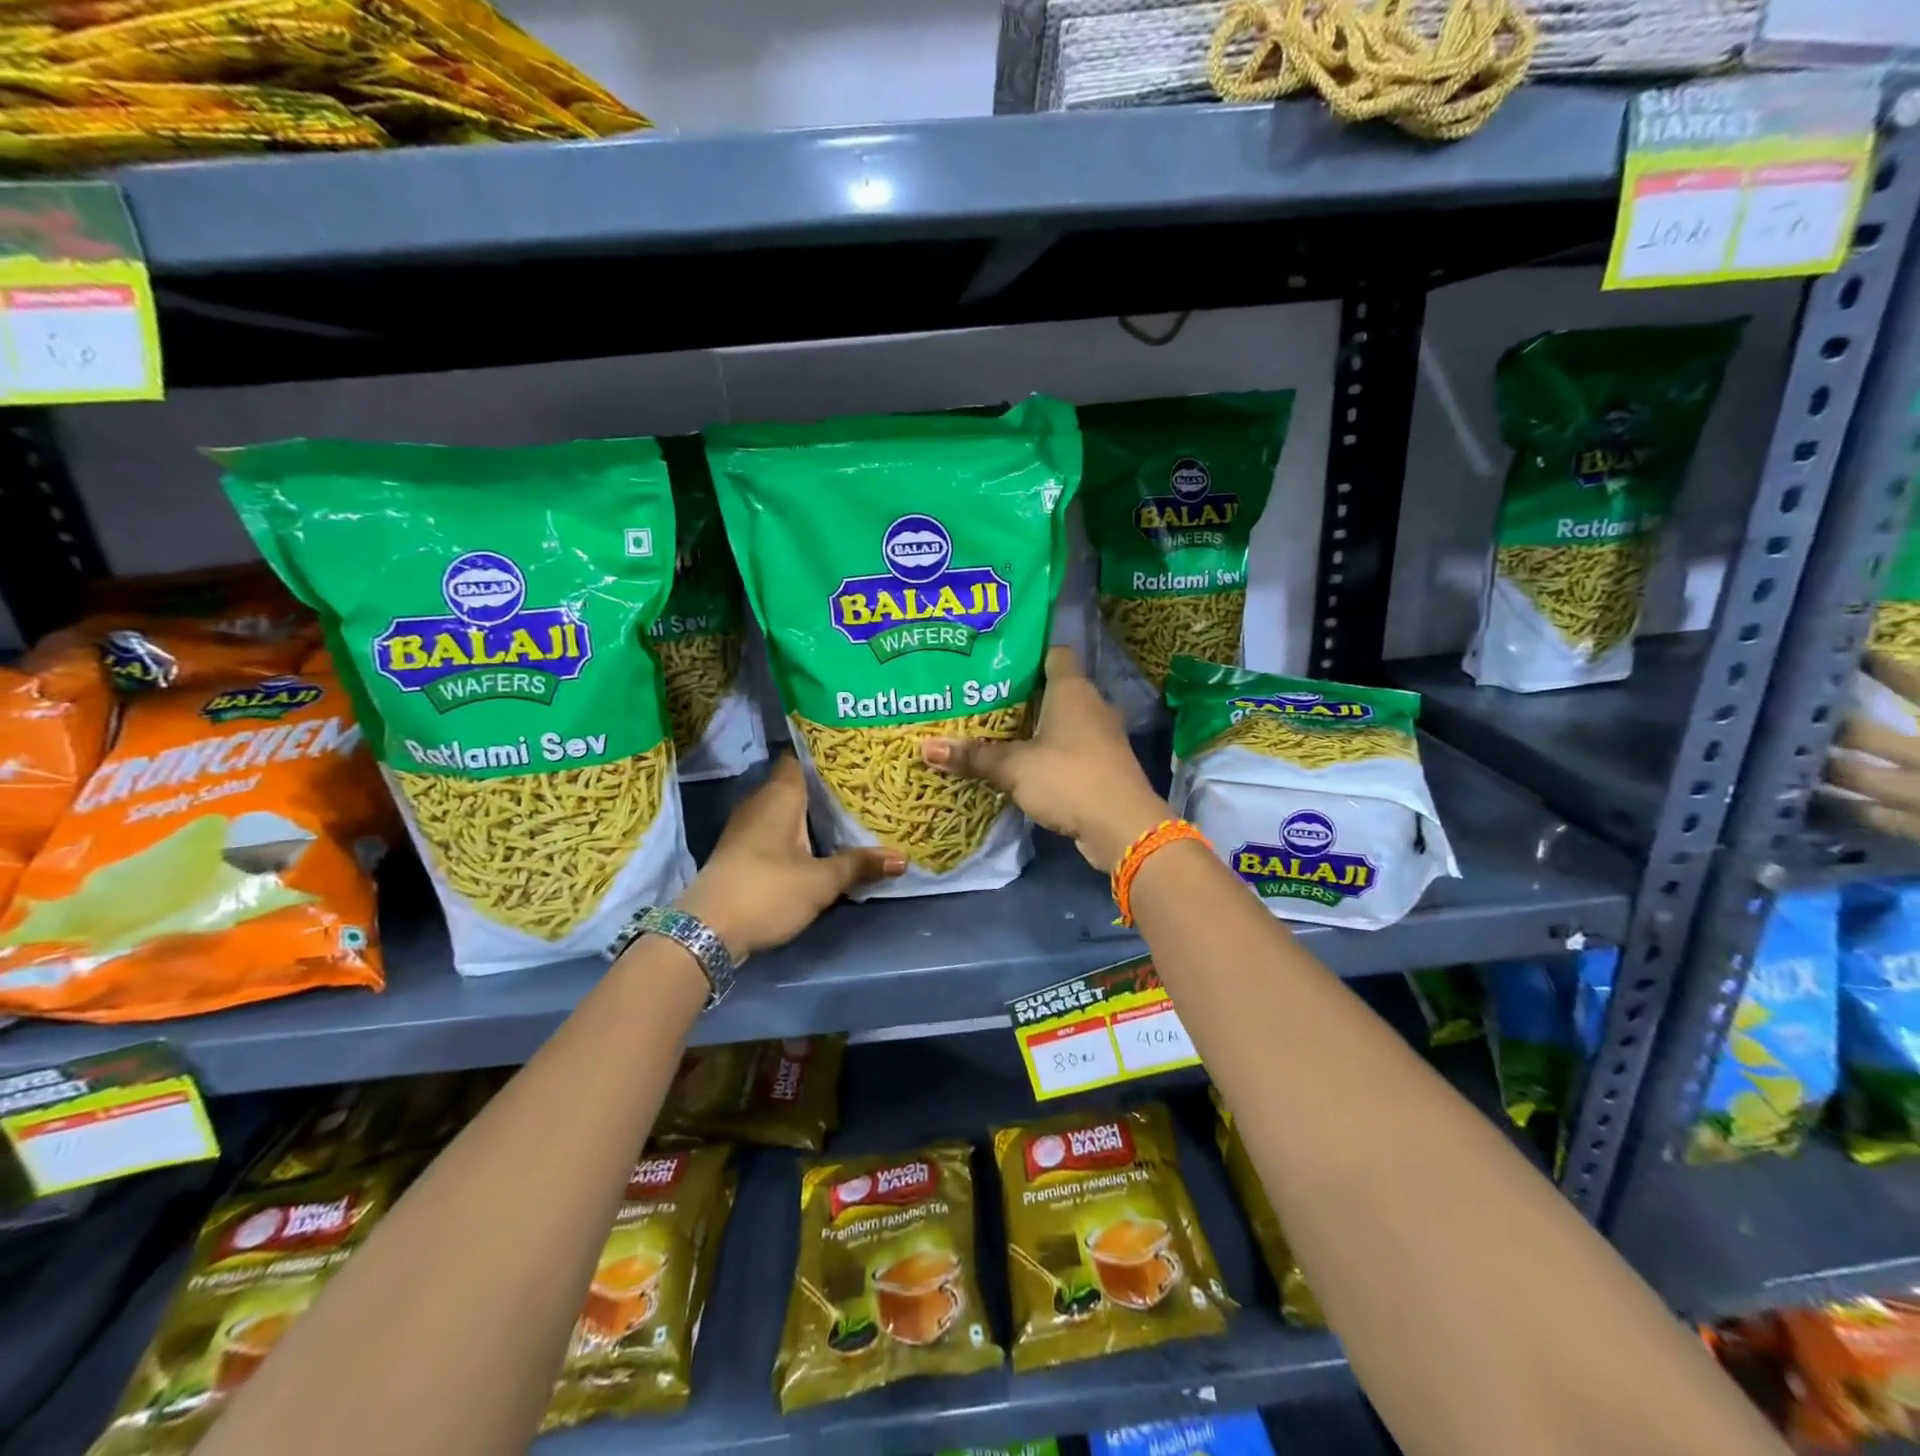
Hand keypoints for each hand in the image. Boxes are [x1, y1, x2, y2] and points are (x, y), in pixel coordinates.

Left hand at [677, 754, 903, 959]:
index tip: (857, 755)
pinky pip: (776, 830)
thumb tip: (902, 858)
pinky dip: (798, 833)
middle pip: (796, 784)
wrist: (705, 932)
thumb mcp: (821, 881)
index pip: (801, 757)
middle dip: (826, 786)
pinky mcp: (741, 852)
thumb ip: (859, 865)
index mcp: (779, 795)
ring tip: (850, 813)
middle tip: (865, 786)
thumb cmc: (767, 891)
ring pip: (786, 809)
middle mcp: (759, 802)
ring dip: (812, 813)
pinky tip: (821, 843)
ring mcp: (746, 828)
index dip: (827, 754)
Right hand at [921, 646, 1167, 872]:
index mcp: (1072, 689)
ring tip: (995, 729)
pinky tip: (1023, 762)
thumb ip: (974, 756)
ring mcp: (1102, 736)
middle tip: (982, 697)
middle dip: (1022, 693)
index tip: (996, 659)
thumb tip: (925, 748)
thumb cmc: (1068, 778)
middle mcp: (1092, 705)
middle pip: (1054, 688)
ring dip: (1036, 726)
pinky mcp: (1103, 765)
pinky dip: (1049, 751)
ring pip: (1063, 720)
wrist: (1122, 827)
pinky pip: (1071, 747)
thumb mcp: (1014, 767)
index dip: (1028, 652)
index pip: (1054, 653)